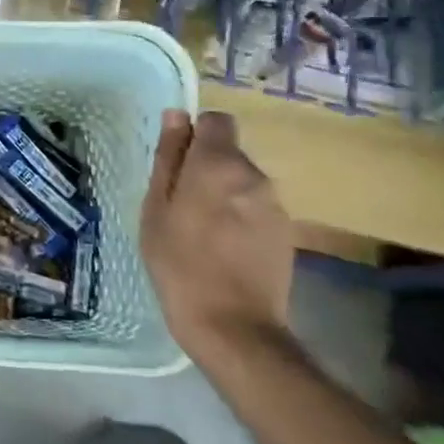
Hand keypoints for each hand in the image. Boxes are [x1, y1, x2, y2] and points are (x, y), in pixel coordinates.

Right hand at [141, 109, 294, 363]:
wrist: (234, 326)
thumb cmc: (179, 264)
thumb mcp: (156, 208)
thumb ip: (169, 158)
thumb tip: (177, 116)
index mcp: (218, 164)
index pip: (217, 120)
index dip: (196, 134)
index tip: (177, 163)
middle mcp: (253, 175)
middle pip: (229, 152)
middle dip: (206, 167)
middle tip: (181, 205)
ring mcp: (275, 204)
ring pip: (243, 181)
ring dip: (224, 193)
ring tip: (202, 230)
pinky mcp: (286, 231)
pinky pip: (256, 206)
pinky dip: (240, 216)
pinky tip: (225, 247)